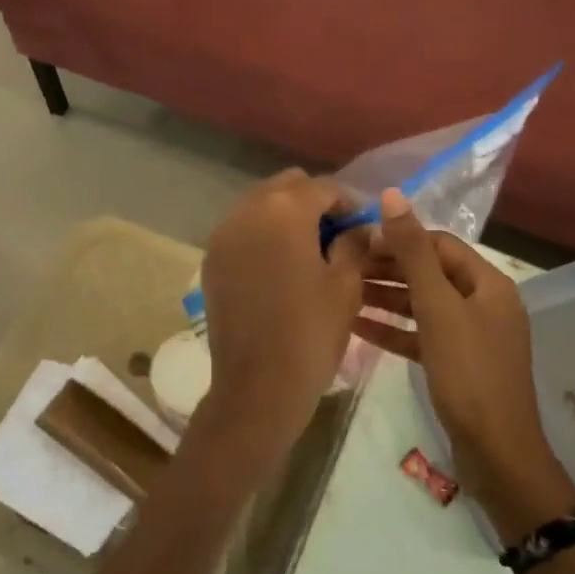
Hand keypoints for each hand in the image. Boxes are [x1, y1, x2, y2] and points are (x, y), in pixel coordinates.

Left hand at [195, 170, 369, 466]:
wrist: (257, 387)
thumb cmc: (310, 332)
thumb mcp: (345, 285)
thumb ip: (353, 244)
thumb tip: (356, 229)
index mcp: (284, 210)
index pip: (322, 187)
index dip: (348, 202)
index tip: (364, 225)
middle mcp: (247, 211)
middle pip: (286, 186)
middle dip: (313, 202)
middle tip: (337, 233)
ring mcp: (223, 234)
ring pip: (260, 205)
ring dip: (285, 216)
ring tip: (308, 249)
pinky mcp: (211, 259)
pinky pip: (241, 230)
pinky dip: (262, 235)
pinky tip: (280, 265)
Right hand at [355, 190, 574, 540]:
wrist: (496, 453)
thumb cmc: (469, 373)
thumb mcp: (438, 307)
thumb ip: (413, 252)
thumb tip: (393, 196)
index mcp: (487, 283)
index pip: (439, 244)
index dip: (399, 238)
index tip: (357, 241)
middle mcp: (482, 303)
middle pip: (429, 273)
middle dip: (388, 268)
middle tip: (342, 267)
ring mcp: (470, 335)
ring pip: (422, 305)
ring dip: (385, 298)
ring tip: (342, 293)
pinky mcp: (456, 363)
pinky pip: (420, 335)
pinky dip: (393, 329)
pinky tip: (357, 328)